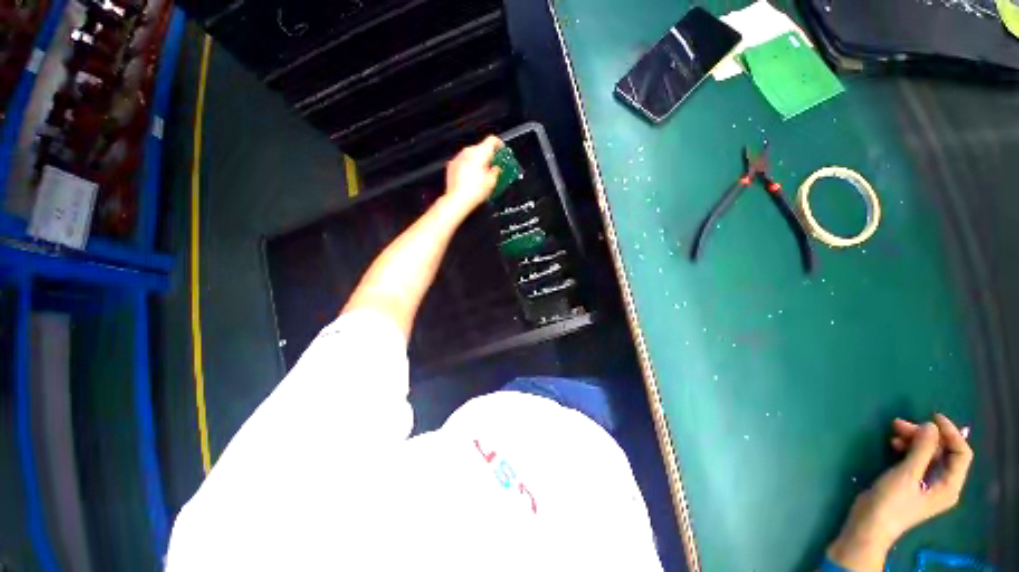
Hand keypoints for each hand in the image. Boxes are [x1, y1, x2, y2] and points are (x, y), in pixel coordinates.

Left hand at [443, 135, 502, 213]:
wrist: (457, 200)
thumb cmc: (473, 191)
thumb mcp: (492, 182)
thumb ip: (496, 171)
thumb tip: (497, 169)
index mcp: (480, 153)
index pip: (492, 140)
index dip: (499, 145)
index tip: (502, 151)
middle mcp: (468, 152)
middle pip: (481, 148)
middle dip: (488, 157)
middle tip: (494, 167)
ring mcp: (458, 158)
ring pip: (471, 155)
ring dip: (478, 162)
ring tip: (483, 175)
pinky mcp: (452, 166)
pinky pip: (463, 162)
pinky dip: (468, 168)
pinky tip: (472, 179)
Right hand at [827, 413, 972, 570]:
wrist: (869, 524)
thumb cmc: (892, 502)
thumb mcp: (906, 475)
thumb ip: (921, 450)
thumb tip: (930, 426)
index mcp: (949, 485)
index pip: (961, 453)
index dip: (950, 433)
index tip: (932, 417)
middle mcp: (943, 484)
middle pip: (943, 452)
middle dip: (926, 435)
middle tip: (901, 424)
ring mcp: (927, 484)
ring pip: (928, 454)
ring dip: (914, 440)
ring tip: (894, 430)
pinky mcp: (912, 482)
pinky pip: (917, 460)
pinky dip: (908, 448)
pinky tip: (894, 444)